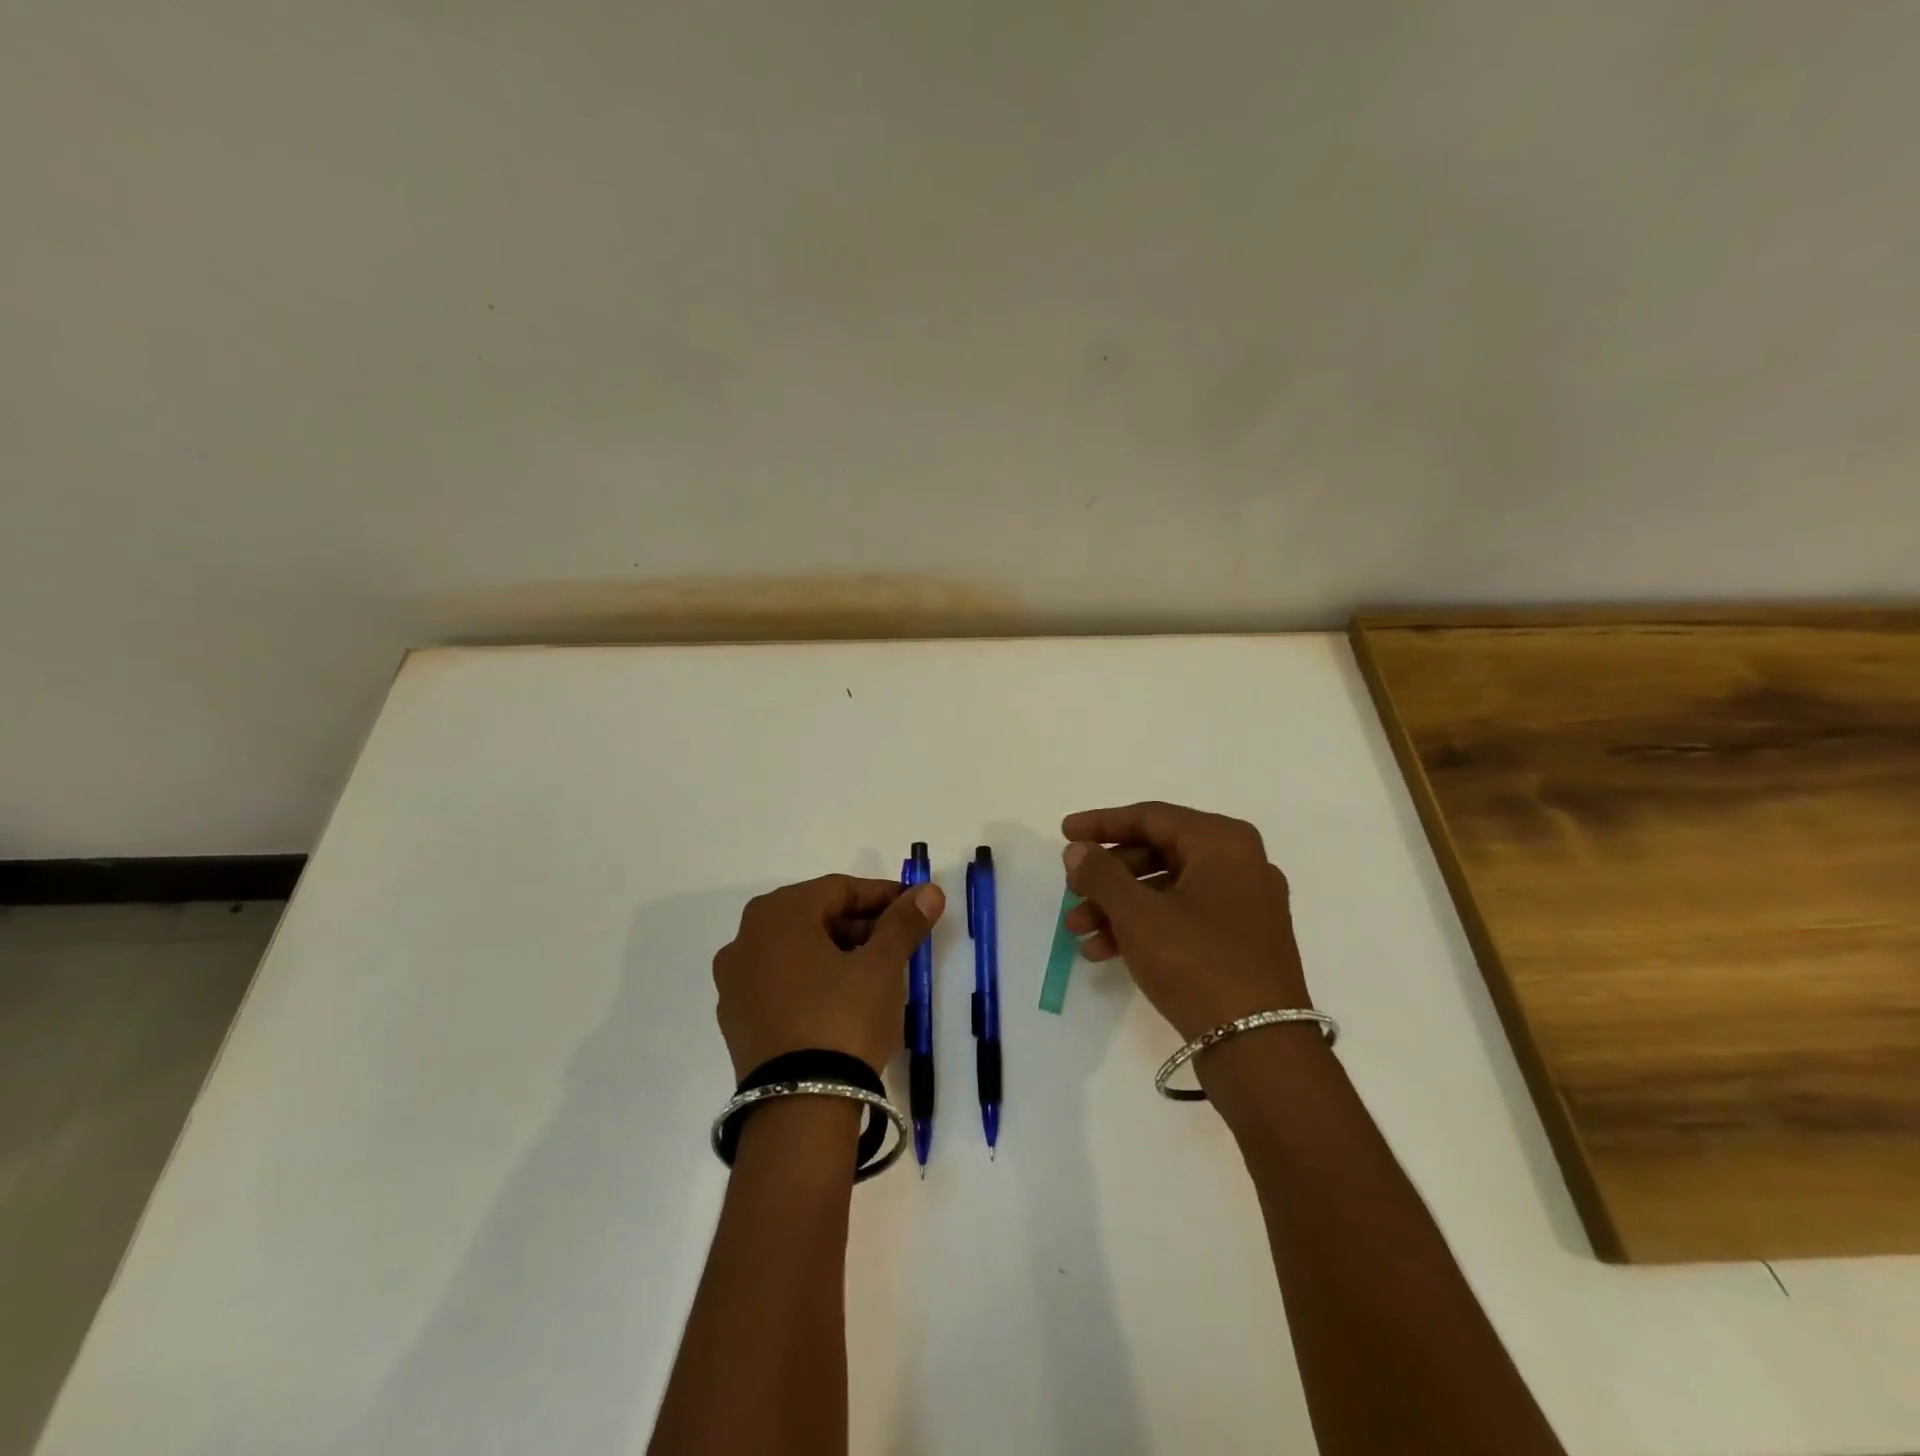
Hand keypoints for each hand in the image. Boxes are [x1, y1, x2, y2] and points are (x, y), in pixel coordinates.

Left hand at [713, 874, 944, 1079]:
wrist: (799, 1109)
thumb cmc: (843, 1019)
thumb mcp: (882, 966)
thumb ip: (903, 922)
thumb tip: (929, 890)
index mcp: (777, 914)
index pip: (838, 889)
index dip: (882, 895)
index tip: (914, 908)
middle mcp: (745, 938)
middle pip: (814, 916)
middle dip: (859, 924)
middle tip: (897, 942)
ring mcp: (734, 981)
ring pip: (795, 949)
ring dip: (836, 951)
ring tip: (874, 973)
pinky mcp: (736, 1019)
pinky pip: (779, 982)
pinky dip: (810, 979)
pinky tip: (839, 1001)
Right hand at [1062, 801, 1309, 1041]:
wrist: (1260, 1050)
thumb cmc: (1198, 963)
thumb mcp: (1139, 914)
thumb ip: (1102, 874)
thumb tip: (1078, 850)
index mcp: (1223, 843)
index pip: (1151, 817)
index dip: (1102, 824)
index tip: (1064, 834)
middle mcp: (1239, 865)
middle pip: (1157, 853)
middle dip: (1107, 876)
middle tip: (1070, 891)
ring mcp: (1242, 906)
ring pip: (1165, 890)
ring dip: (1117, 907)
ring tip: (1077, 932)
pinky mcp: (1239, 943)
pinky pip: (1181, 918)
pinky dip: (1142, 928)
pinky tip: (1102, 951)